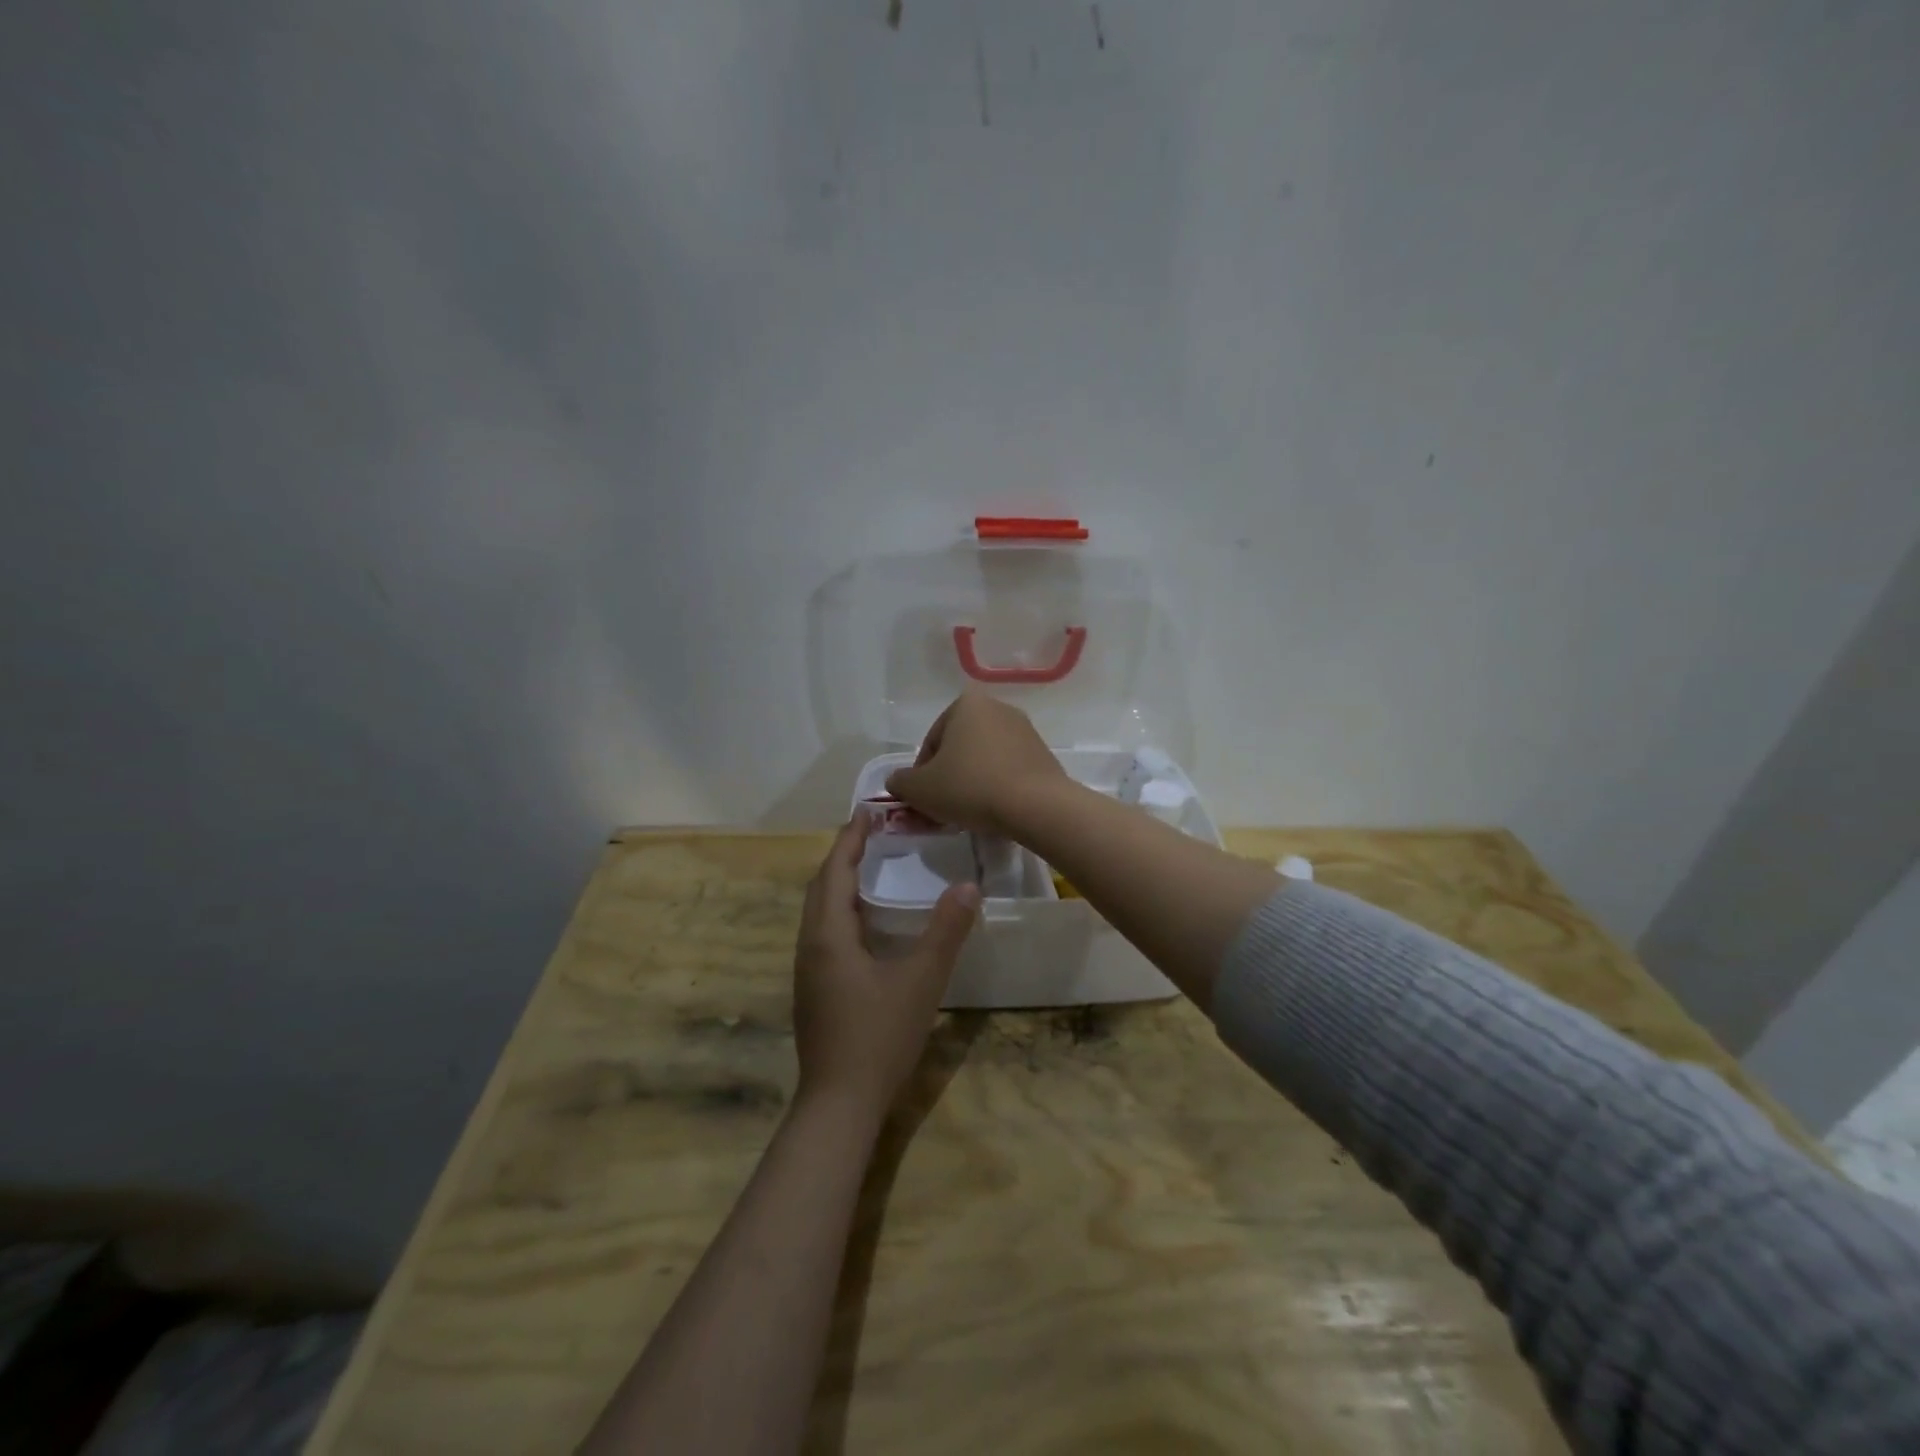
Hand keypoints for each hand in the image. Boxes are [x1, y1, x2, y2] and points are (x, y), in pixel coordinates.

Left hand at [793, 815, 978, 1114]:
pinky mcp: (814, 989)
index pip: (835, 871)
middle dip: (843, 856)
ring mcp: (808, 970)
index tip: (867, 810)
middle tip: (873, 834)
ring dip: (840, 883)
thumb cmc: (878, 1037)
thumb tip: (969, 886)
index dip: (850, 839)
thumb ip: (945, 931)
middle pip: (821, 887)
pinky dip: (842, 911)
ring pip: (819, 912)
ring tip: (871, 868)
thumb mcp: (921, 981)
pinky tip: (867, 923)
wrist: (839, 1104)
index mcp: (829, 935)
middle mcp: (810, 945)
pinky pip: (823, 932)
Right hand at [885, 691, 1068, 838]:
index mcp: (966, 704)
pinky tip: (994, 809)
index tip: (924, 799)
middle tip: (943, 807)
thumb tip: (897, 782)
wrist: (1035, 805)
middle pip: (959, 748)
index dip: (921, 774)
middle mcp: (997, 708)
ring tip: (969, 812)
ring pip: (984, 759)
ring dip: (972, 781)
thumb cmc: (970, 787)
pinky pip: (1008, 769)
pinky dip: (997, 785)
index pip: (931, 741)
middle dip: (948, 776)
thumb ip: (901, 782)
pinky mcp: (1043, 753)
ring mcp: (1024, 730)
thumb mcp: (920, 789)